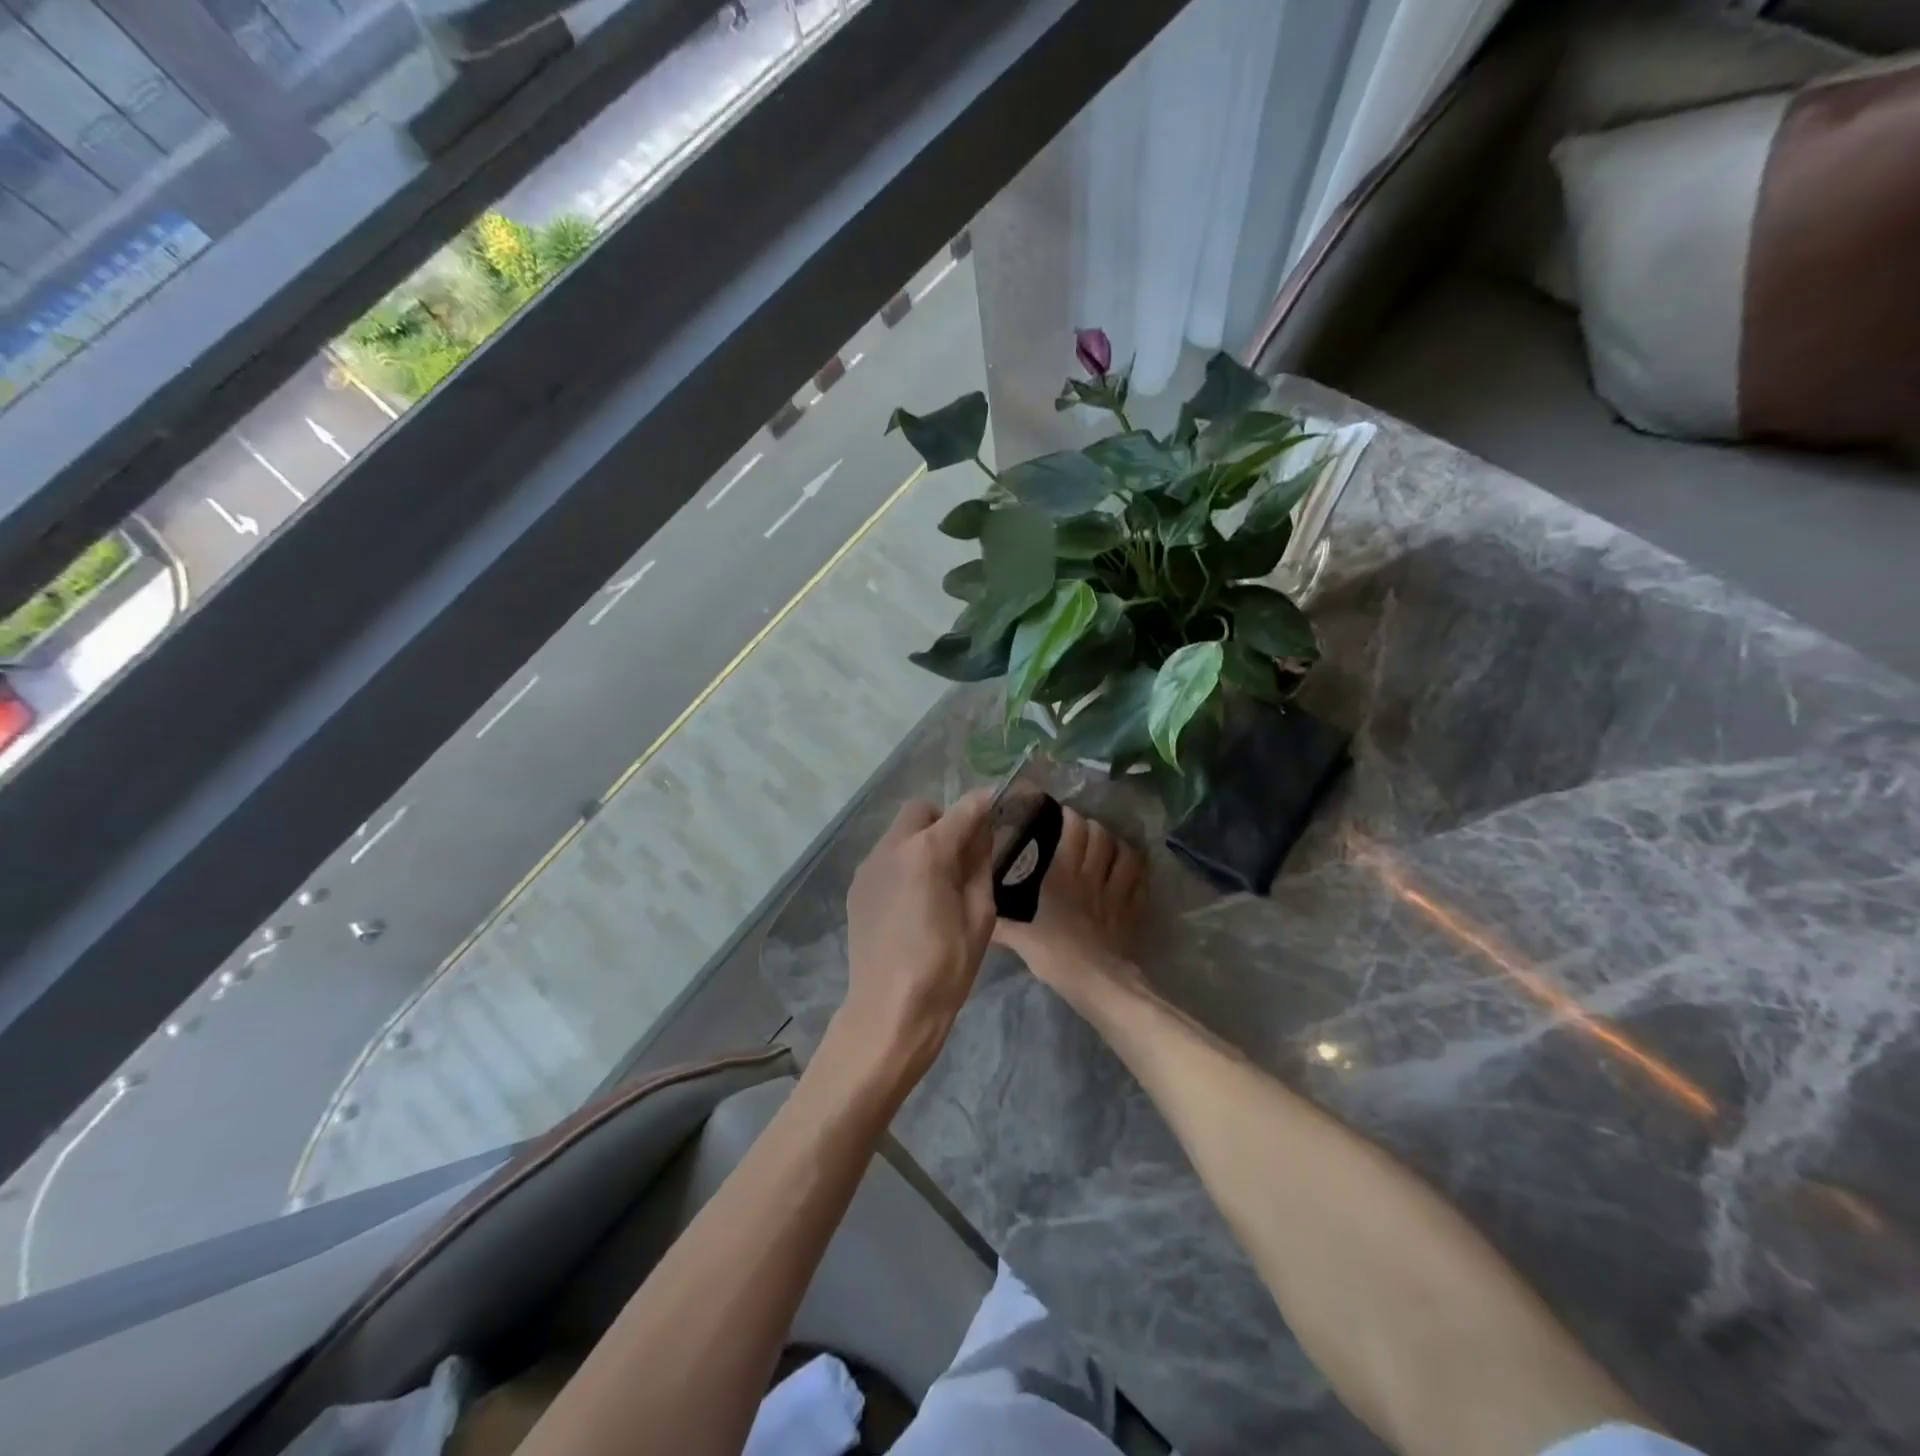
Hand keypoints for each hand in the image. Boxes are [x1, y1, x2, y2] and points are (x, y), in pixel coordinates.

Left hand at [837, 789, 997, 1079]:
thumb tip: (983, 835)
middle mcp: (891, 847)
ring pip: (899, 833)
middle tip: (964, 850)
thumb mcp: (980, 915)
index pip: (962, 810)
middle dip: (945, 819)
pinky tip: (914, 898)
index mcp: (927, 852)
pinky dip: (904, 862)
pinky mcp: (856, 888)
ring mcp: (868, 867)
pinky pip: (885, 858)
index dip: (984, 802)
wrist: (889, 1010)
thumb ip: (980, 865)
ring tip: (939, 878)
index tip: (999, 803)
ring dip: (922, 841)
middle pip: (921, 811)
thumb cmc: (944, 966)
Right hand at [993, 805, 1148, 1014]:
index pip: (1074, 830)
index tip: (1061, 813)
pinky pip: (1141, 881)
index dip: (1070, 816)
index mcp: (1064, 876)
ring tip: (1110, 846)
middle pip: (1101, 835)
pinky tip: (1131, 872)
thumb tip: (980, 918)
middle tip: (1083, 830)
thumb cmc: (1057, 956)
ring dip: (1118, 844)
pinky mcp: (1134, 910)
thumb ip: (1001, 925)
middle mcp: (1093, 876)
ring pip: (1126, 853)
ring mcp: (1118, 892)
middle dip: (1093, 826)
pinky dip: (1137, 872)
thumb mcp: (1021, 940)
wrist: (1099, 984)